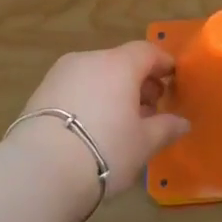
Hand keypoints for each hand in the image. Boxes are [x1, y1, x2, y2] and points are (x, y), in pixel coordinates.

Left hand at [6, 42, 191, 210]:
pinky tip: (93, 127)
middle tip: (150, 108)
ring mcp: (59, 75)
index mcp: (117, 65)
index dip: (162, 64)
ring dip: (112, 91)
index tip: (173, 79)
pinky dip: (90, 100)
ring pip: (95, 75)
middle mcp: (87, 60)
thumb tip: (182, 122)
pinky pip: (75, 89)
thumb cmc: (105, 150)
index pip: (146, 52)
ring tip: (121, 122)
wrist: (39, 170)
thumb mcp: (143, 143)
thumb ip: (165, 128)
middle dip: (138, 81)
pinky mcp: (39, 94)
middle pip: (119, 62)